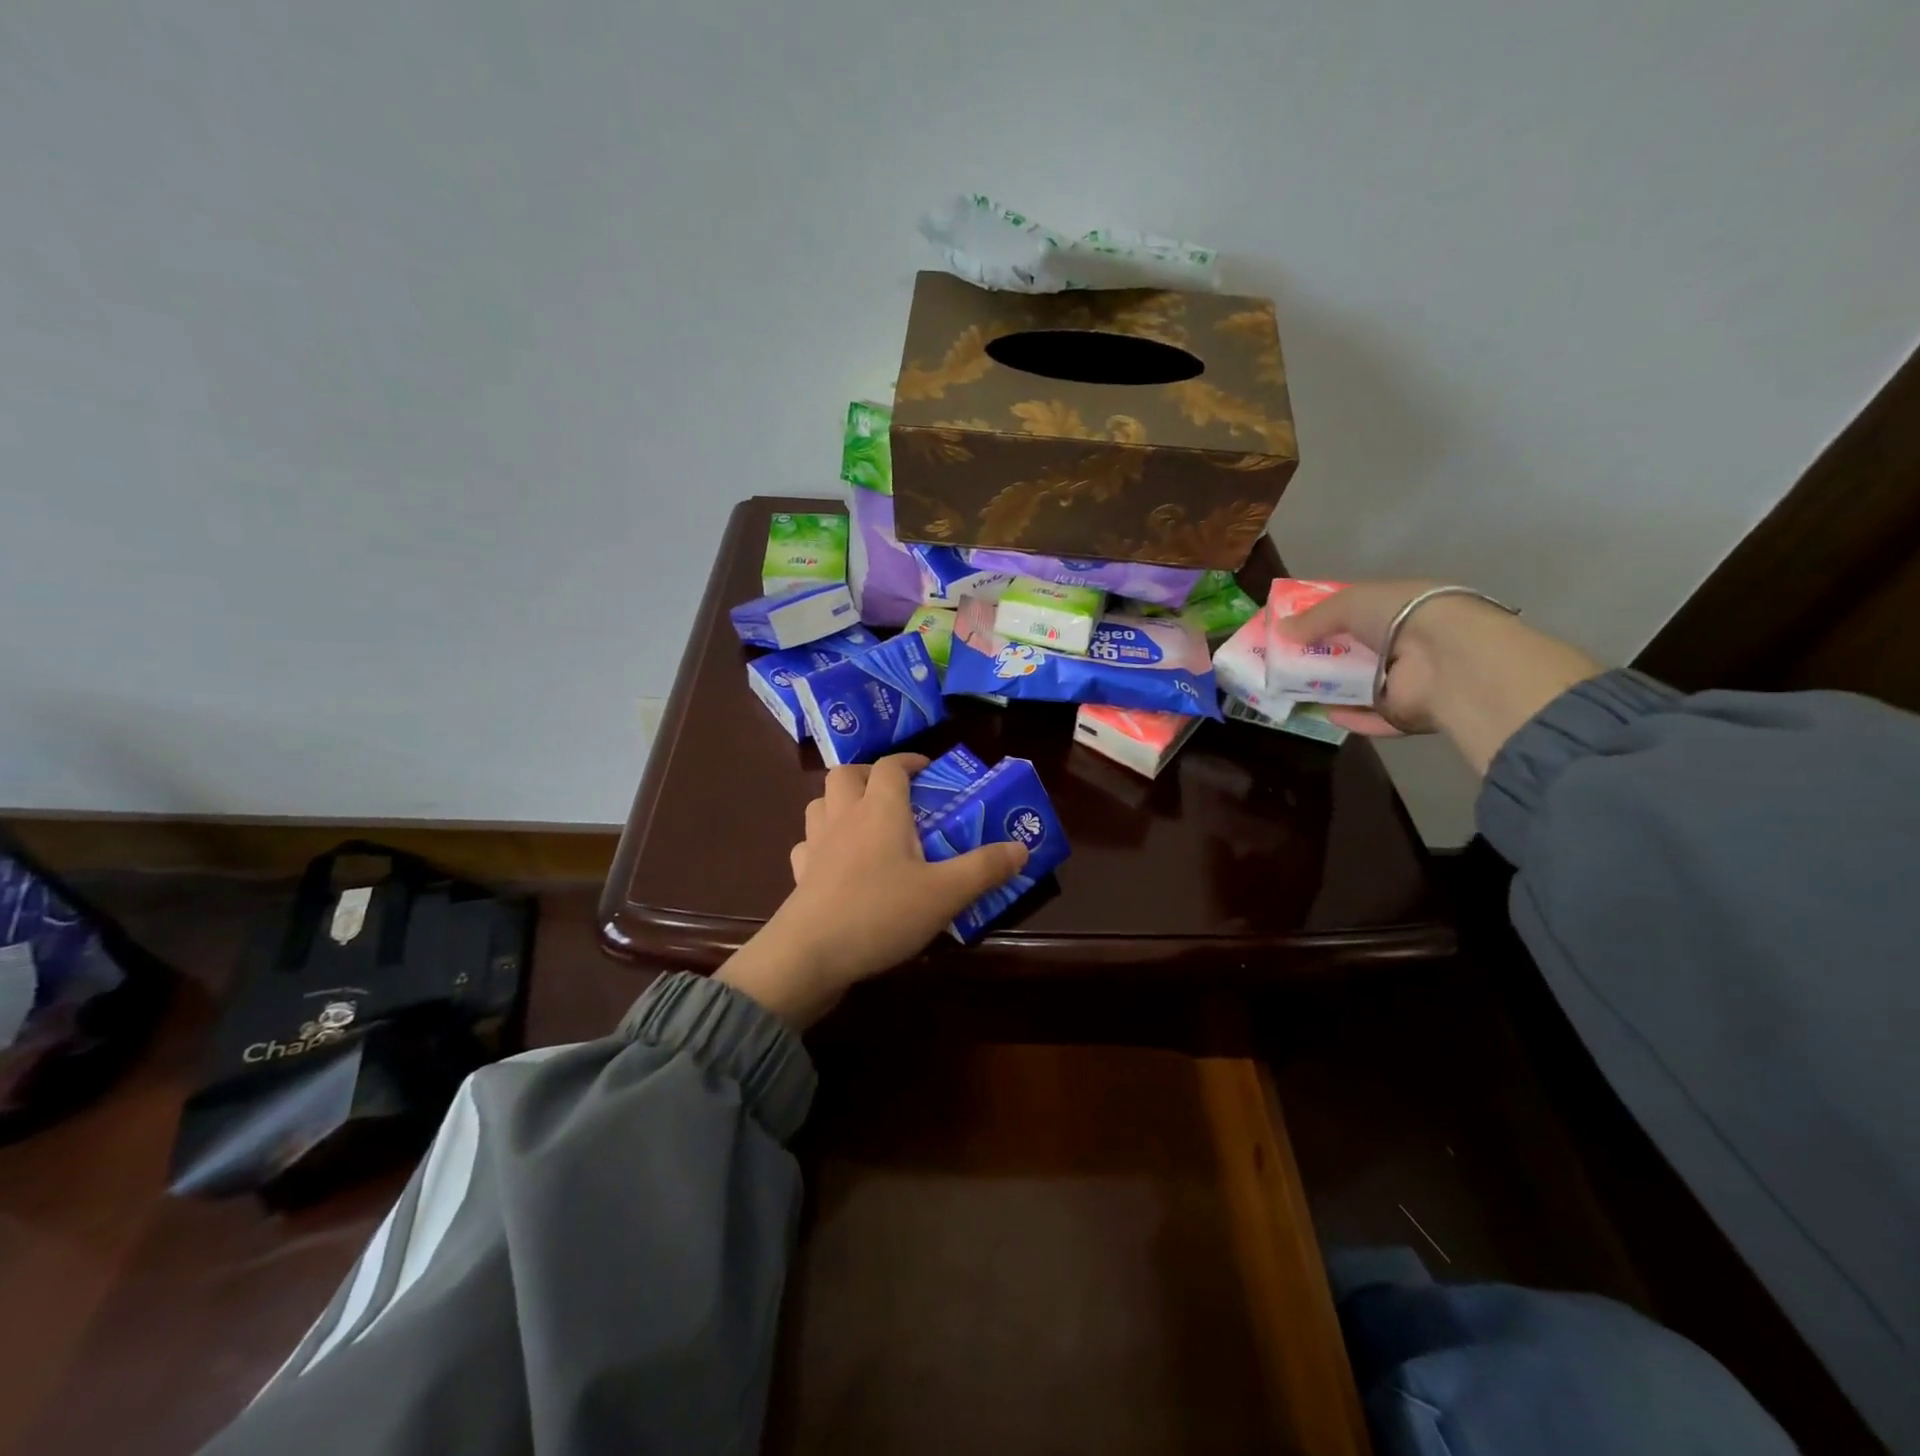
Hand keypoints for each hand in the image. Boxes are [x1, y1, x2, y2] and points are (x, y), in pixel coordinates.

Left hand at [716, 753, 1028, 1026]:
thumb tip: (1021, 847)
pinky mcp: (799, 875)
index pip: (890, 766)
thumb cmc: (881, 913)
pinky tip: (836, 862)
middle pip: (846, 774)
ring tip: (864, 822)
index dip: (909, 760)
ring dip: (840, 802)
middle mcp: (843, 817)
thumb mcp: (945, 893)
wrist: (809, 955)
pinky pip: (807, 844)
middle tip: (894, 794)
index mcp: (879, 810)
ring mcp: (815, 845)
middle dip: (869, 774)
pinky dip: (821, 843)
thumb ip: (984, 868)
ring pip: (820, 804)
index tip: (928, 769)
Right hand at [1274, 580, 1601, 773]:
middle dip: (1321, 658)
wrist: (1449, 659)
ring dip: (1331, 690)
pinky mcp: (1407, 714)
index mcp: (1401, 609)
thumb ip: (1314, 618)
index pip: (1358, 614)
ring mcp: (1410, 681)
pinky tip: (1323, 713)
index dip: (1323, 621)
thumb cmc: (1401, 617)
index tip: (1290, 630)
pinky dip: (1350, 717)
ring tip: (1292, 690)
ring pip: (1361, 687)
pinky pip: (1372, 718)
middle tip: (1283, 664)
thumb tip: (1280, 631)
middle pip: (1355, 653)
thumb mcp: (1349, 603)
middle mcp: (1407, 644)